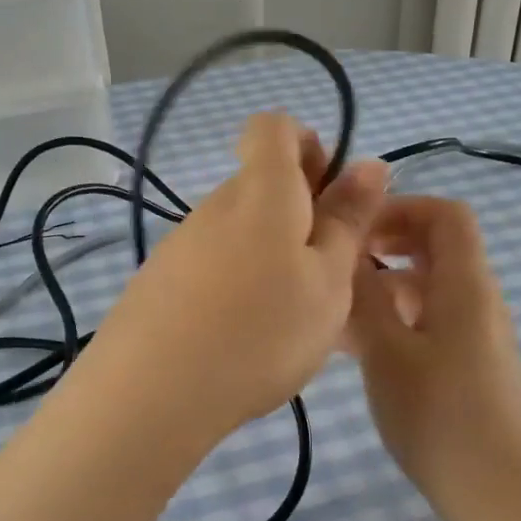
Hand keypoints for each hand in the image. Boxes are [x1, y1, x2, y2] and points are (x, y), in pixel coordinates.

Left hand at [87, 112, 389, 444]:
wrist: (152, 394)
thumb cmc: (261, 332)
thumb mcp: (328, 281)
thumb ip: (348, 221)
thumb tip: (368, 163)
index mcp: (262, 191)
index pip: (275, 127)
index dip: (309, 146)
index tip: (331, 197)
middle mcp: (215, 205)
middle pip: (260, 184)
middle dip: (300, 215)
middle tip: (325, 276)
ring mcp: (181, 244)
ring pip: (240, 231)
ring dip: (271, 257)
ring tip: (287, 320)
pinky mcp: (159, 282)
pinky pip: (213, 266)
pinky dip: (237, 286)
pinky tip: (243, 338)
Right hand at [345, 196, 520, 506]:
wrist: (496, 492)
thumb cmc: (437, 415)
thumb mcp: (386, 350)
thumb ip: (364, 295)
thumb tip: (347, 250)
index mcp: (465, 285)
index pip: (446, 214)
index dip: (401, 208)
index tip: (355, 229)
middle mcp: (477, 300)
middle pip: (435, 249)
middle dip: (385, 248)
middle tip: (337, 266)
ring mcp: (476, 335)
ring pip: (427, 290)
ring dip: (382, 289)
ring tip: (334, 315)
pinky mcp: (469, 365)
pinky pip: (429, 323)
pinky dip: (394, 322)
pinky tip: (355, 349)